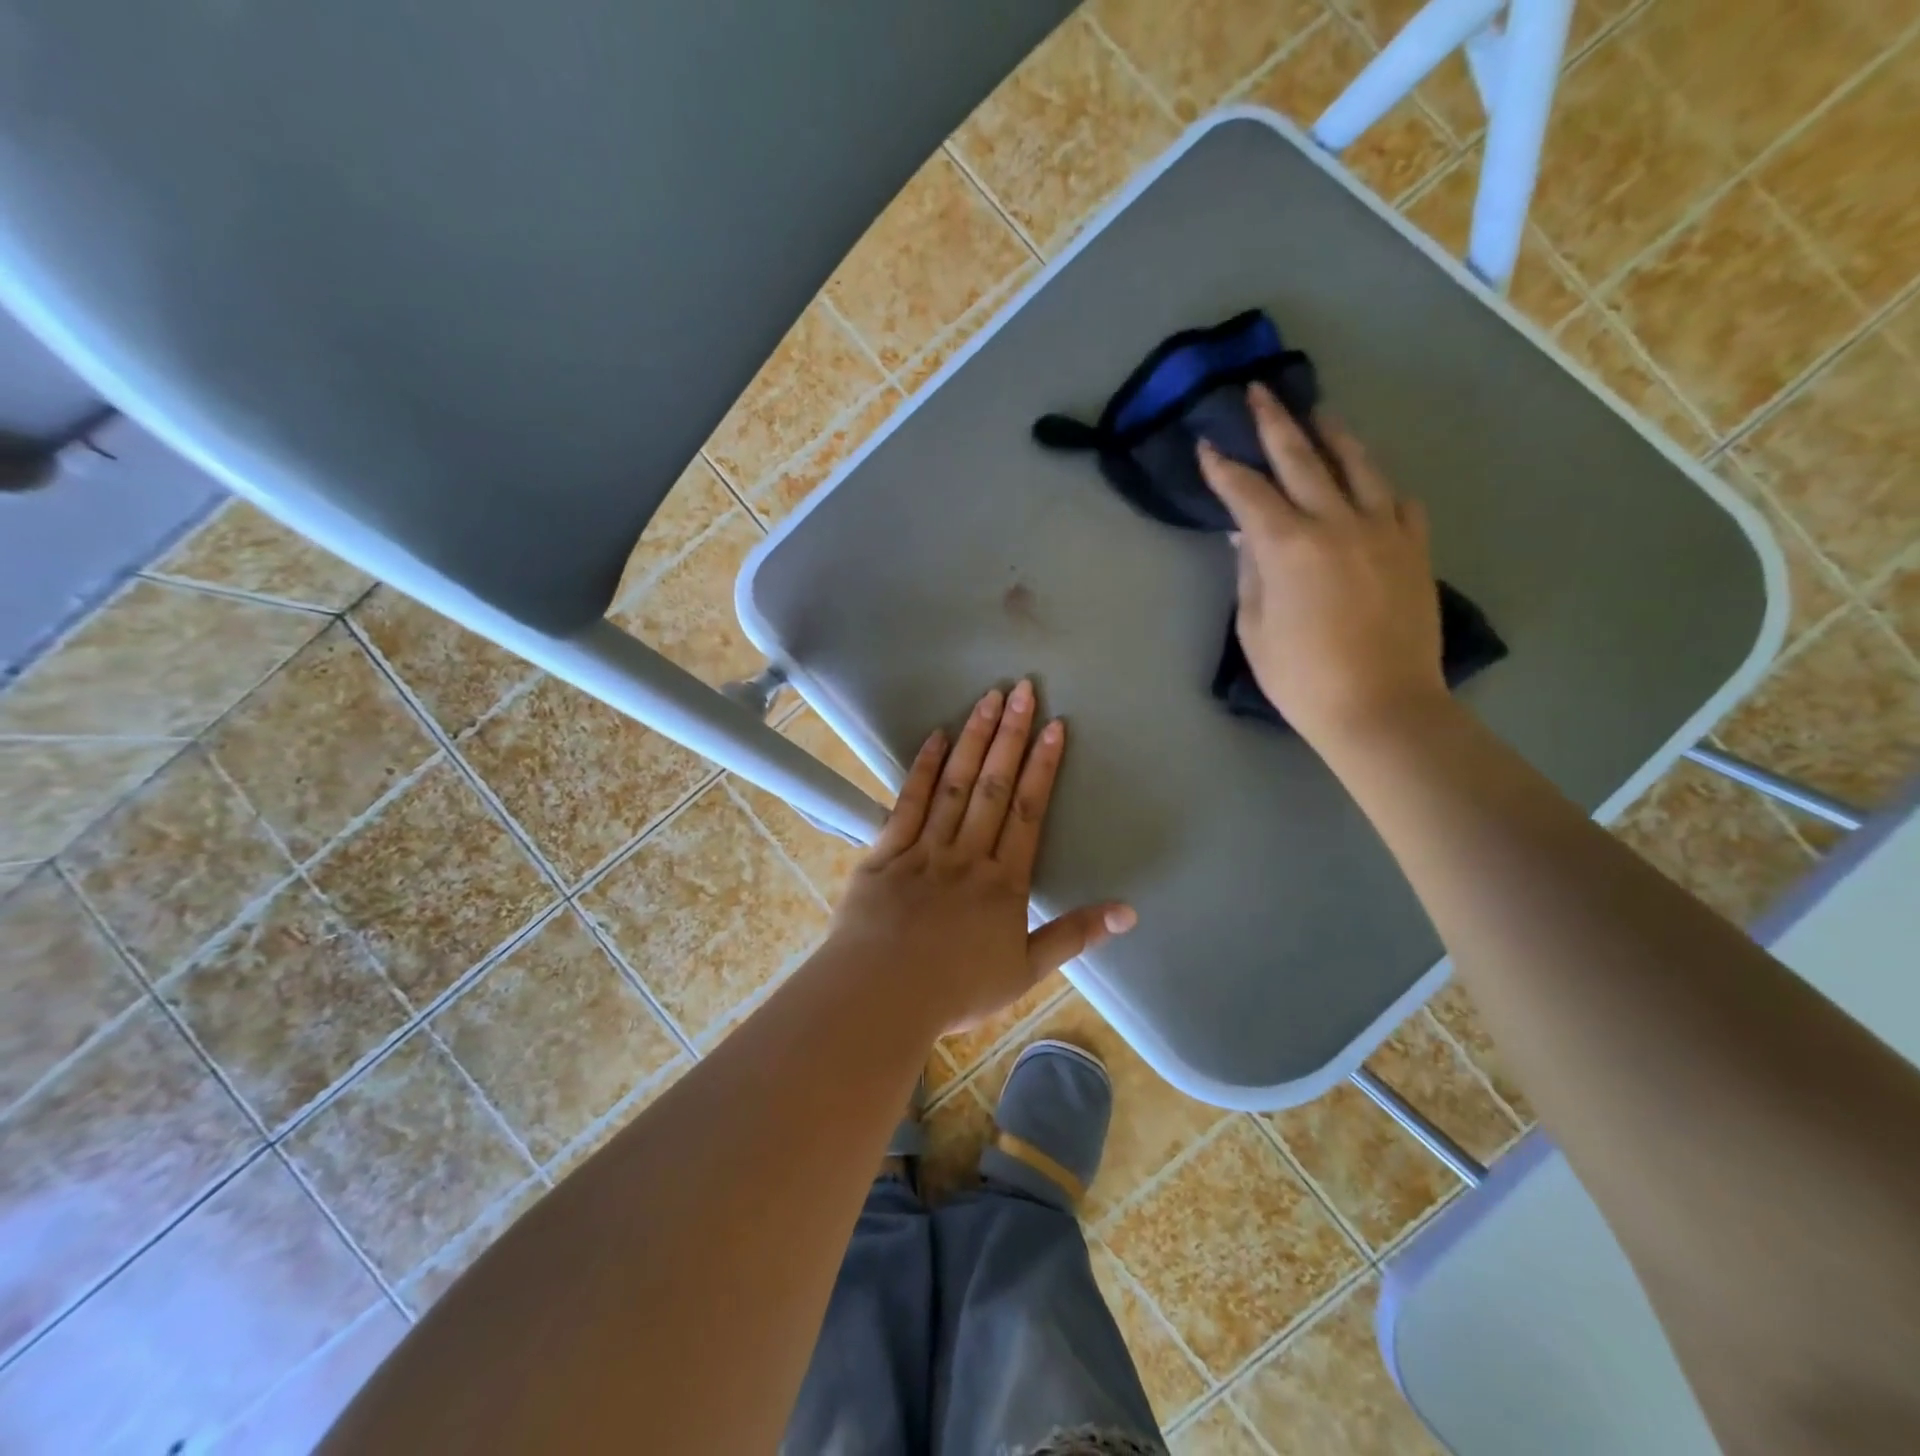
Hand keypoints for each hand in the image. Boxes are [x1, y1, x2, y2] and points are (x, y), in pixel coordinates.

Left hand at [827, 680, 1135, 1036]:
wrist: (880, 996)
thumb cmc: (956, 989)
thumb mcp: (1025, 970)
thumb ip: (1075, 935)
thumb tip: (1129, 912)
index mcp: (1003, 882)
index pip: (1028, 812)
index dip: (1044, 767)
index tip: (1054, 727)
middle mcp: (967, 854)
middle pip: (993, 786)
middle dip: (1011, 736)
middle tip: (1024, 690)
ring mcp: (923, 849)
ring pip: (954, 785)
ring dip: (973, 740)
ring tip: (988, 700)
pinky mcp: (884, 852)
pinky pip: (906, 802)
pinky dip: (922, 768)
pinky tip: (934, 736)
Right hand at [1197, 383, 1447, 749]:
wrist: (1381, 706)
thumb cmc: (1301, 677)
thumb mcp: (1255, 628)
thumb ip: (1250, 573)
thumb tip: (1245, 536)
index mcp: (1288, 545)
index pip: (1248, 492)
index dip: (1223, 467)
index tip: (1207, 445)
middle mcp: (1337, 521)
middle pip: (1302, 458)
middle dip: (1275, 423)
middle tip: (1259, 393)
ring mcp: (1383, 529)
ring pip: (1358, 465)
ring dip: (1333, 435)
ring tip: (1318, 414)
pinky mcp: (1414, 547)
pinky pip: (1397, 499)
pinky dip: (1377, 484)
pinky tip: (1368, 482)